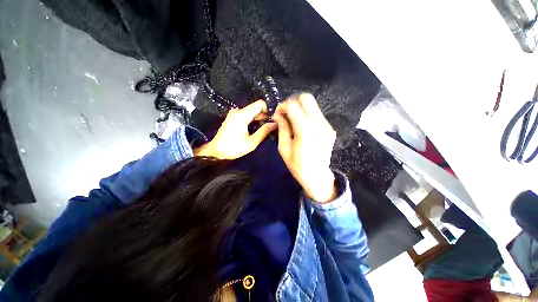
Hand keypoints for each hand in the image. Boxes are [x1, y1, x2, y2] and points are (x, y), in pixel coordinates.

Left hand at [194, 100, 276, 159]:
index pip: (260, 104)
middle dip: (263, 115)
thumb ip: (264, 131)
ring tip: (261, 129)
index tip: (270, 121)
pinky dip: (252, 119)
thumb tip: (275, 124)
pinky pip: (246, 114)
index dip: (267, 111)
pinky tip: (253, 128)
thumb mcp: (252, 142)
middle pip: (256, 107)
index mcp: (242, 115)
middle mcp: (238, 111)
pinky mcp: (233, 117)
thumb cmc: (234, 148)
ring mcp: (234, 113)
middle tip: (268, 127)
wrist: (216, 151)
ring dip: (258, 118)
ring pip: (251, 111)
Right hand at [273, 94, 336, 202]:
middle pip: (306, 98)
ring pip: (312, 105)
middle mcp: (319, 125)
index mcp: (305, 132)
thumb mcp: (284, 149)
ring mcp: (327, 126)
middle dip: (292, 101)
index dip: (283, 106)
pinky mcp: (330, 128)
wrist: (318, 176)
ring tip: (292, 119)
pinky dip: (306, 114)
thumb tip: (278, 115)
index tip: (278, 113)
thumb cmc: (298, 166)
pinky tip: (301, 125)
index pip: (294, 106)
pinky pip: (316, 114)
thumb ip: (282, 129)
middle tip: (285, 112)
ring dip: (300, 108)